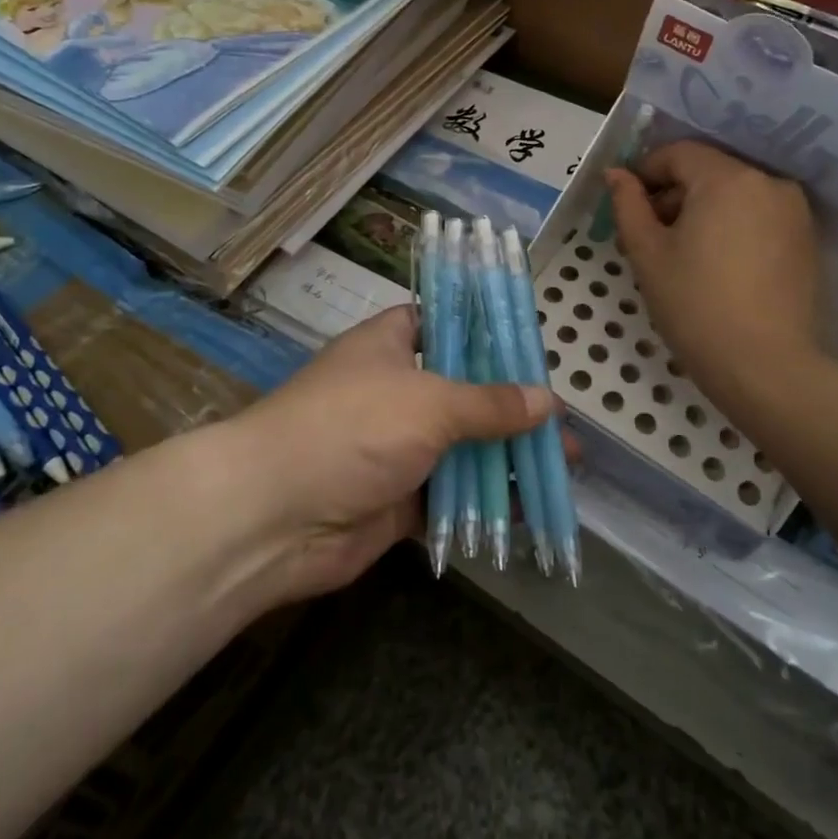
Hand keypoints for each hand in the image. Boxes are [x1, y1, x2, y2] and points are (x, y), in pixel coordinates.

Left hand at [219, 307, 552, 603]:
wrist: (274, 516)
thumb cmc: (353, 428)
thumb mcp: (430, 402)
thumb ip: (491, 403)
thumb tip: (549, 401)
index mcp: (392, 344)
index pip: (446, 322)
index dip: (488, 332)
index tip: (533, 347)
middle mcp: (396, 388)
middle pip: (465, 390)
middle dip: (514, 406)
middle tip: (562, 421)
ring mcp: (396, 445)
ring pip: (463, 445)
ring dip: (507, 457)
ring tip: (563, 466)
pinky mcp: (399, 497)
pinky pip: (452, 494)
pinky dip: (486, 500)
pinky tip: (530, 507)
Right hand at [606, 140, 822, 407]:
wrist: (764, 367)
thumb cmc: (695, 304)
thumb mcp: (647, 252)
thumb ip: (628, 204)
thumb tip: (616, 173)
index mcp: (727, 178)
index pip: (678, 153)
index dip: (645, 172)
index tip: (627, 204)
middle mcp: (768, 182)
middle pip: (708, 171)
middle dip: (673, 193)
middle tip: (647, 234)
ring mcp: (793, 211)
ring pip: (734, 193)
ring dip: (702, 210)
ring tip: (679, 253)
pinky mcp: (805, 240)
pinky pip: (757, 215)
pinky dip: (730, 225)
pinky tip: (714, 264)